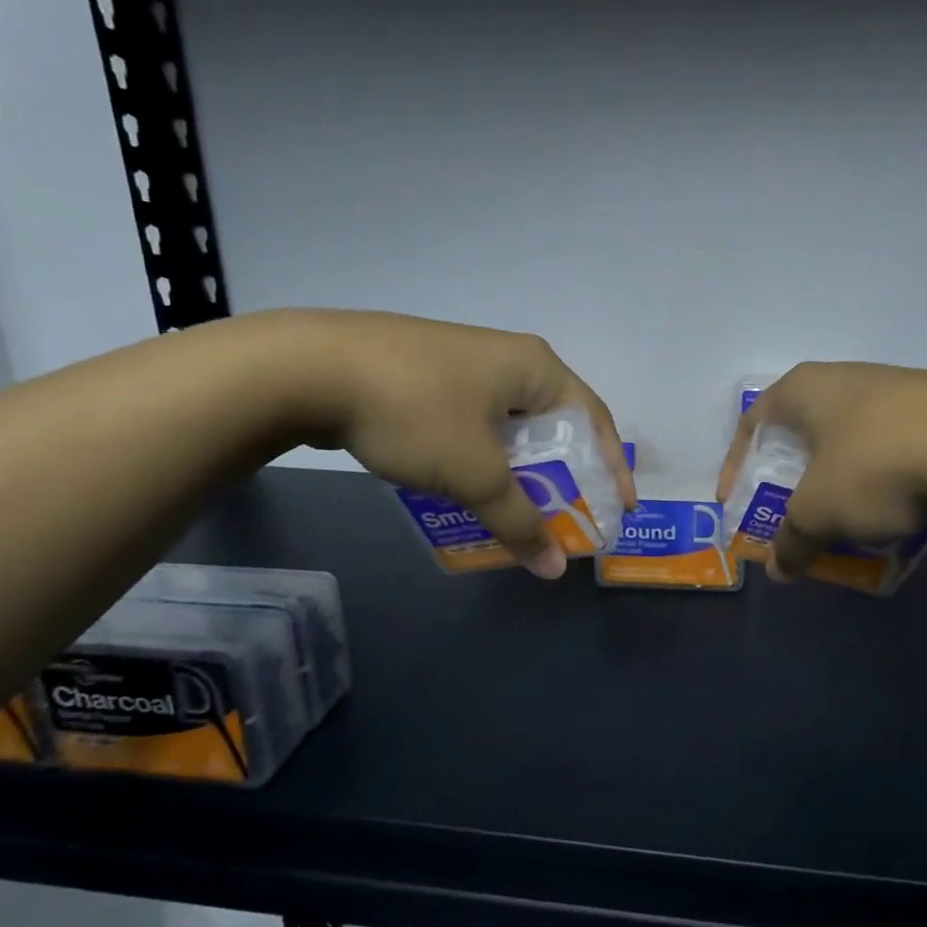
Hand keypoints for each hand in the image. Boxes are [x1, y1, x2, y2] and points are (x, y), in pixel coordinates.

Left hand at [278, 310, 634, 578]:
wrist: (306, 368)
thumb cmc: (415, 411)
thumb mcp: (475, 473)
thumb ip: (519, 521)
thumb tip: (553, 569)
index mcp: (535, 367)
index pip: (594, 419)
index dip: (611, 467)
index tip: (619, 509)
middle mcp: (508, 358)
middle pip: (553, 423)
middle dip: (563, 473)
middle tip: (568, 514)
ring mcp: (464, 363)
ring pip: (510, 425)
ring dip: (520, 469)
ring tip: (519, 508)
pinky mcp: (428, 375)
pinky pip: (475, 422)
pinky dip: (484, 457)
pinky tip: (468, 484)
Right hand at [715, 362, 926, 581]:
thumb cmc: (875, 466)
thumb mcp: (820, 513)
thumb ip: (792, 541)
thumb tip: (779, 570)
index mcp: (805, 389)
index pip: (753, 422)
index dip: (737, 464)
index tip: (737, 500)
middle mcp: (846, 377)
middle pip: (804, 429)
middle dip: (794, 475)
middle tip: (795, 511)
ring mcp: (896, 386)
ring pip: (852, 437)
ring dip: (842, 477)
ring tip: (849, 515)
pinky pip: (893, 443)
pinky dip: (883, 475)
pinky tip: (899, 504)